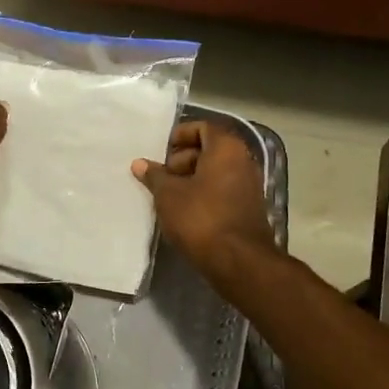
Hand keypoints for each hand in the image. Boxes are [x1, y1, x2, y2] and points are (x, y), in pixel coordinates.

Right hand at [131, 122, 275, 277]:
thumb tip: (140, 164)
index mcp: (226, 148)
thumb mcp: (168, 195)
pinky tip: (183, 212)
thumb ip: (154, 176)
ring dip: (191, 179)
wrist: (238, 261)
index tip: (161, 151)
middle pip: (209, 149)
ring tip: (167, 196)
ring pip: (215, 172)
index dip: (179, 136)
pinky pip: (222, 190)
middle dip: (182, 159)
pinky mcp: (248, 208)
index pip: (202, 127)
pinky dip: (203, 194)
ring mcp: (249, 185)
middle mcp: (243, 161)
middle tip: (161, 176)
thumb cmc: (201, 218)